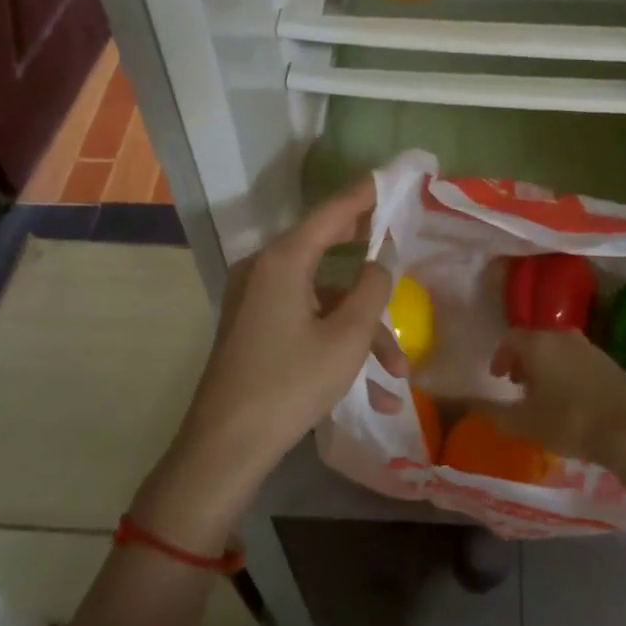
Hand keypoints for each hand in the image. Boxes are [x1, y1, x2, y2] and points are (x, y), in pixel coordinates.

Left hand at [133, 178, 395, 550]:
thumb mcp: (347, 337)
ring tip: (396, 372)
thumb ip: (373, 289)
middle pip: (327, 247)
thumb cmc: (290, 384)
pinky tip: (370, 390)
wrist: (224, 447)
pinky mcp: (254, 325)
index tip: (392, 177)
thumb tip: (380, 262)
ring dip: (361, 327)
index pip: (333, 211)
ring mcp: (256, 298)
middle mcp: (265, 268)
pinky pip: (305, 318)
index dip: (366, 193)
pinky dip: (336, 341)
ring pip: (323, 297)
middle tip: (401, 240)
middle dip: (369, 258)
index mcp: (284, 259)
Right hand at [477, 329, 625, 469]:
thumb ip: (494, 413)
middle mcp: (563, 336)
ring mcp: (589, 346)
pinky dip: (567, 370)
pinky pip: (578, 359)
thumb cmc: (569, 422)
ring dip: (546, 365)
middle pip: (535, 340)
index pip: (510, 338)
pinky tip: (571, 397)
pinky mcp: (609, 360)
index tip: (499, 378)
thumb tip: (472, 405)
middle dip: (523, 360)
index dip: (500, 356)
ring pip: (558, 348)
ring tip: (545, 394)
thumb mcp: (524, 423)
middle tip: (519, 385)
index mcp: (539, 344)